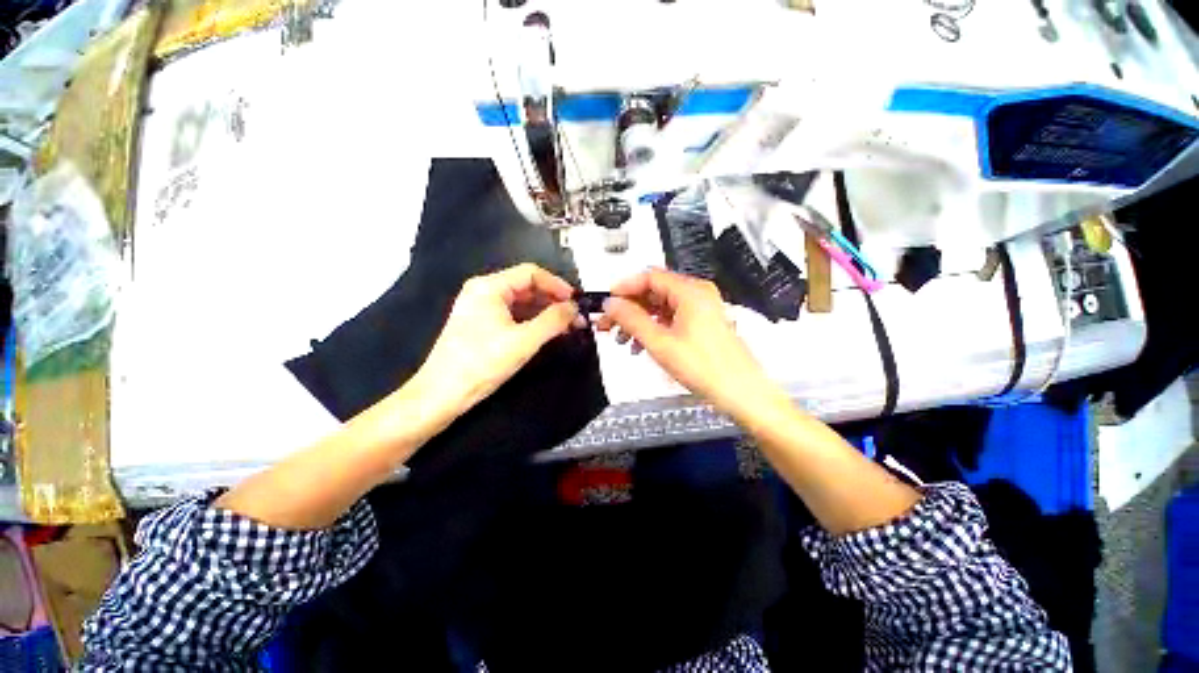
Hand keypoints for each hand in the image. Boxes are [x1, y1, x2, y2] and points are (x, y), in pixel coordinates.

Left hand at [411, 263, 582, 418]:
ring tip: (568, 327)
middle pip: (527, 287)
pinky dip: (534, 322)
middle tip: (576, 317)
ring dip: (546, 313)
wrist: (442, 394)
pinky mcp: (483, 326)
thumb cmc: (481, 363)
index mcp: (489, 287)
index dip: (557, 285)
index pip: (531, 273)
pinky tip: (549, 333)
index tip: (577, 301)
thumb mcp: (524, 341)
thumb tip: (575, 308)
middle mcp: (484, 292)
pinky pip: (515, 316)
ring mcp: (482, 309)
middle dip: (554, 301)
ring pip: (523, 303)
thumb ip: (553, 321)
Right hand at [596, 268, 779, 417]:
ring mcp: (701, 309)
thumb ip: (632, 319)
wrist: (741, 393)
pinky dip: (654, 328)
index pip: (649, 277)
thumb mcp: (660, 343)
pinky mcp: (702, 324)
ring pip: (661, 306)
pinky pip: (671, 318)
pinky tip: (641, 344)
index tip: (608, 302)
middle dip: (629, 307)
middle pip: (654, 291)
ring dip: (639, 319)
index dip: (624, 288)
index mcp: (690, 292)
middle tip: (609, 323)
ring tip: (623, 338)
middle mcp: (697, 295)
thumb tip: (612, 304)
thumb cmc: (706, 368)